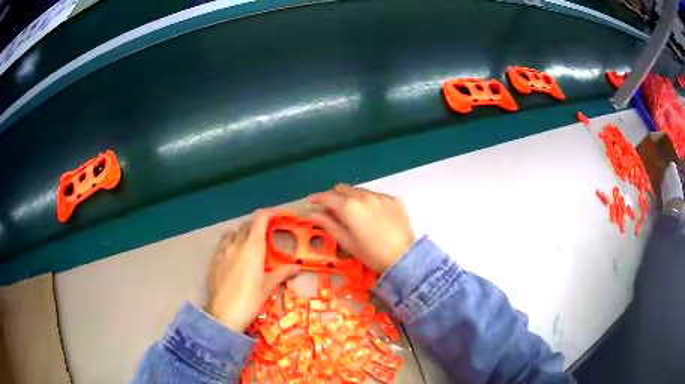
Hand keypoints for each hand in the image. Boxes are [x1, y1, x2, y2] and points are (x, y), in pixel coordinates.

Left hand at [206, 210, 299, 331]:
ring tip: (248, 242)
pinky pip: (222, 244)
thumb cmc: (250, 300)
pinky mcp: (213, 260)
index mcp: (252, 247)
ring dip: (241, 232)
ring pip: (232, 233)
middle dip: (256, 224)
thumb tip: (298, 268)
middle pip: (246, 225)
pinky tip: (233, 255)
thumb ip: (282, 273)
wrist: (223, 314)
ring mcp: (222, 251)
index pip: (260, 220)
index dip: (269, 214)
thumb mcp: (268, 287)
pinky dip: (230, 242)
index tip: (277, 215)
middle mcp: (236, 244)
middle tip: (266, 233)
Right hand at [308, 184, 414, 272]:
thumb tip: (312, 215)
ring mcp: (381, 196)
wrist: (404, 257)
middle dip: (334, 196)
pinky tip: (372, 215)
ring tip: (353, 212)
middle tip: (331, 209)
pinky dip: (369, 202)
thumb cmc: (371, 254)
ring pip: (360, 191)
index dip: (317, 199)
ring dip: (352, 198)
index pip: (328, 198)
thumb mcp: (347, 242)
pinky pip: (376, 196)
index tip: (311, 202)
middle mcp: (364, 196)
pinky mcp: (394, 199)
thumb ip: (328, 225)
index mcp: (350, 207)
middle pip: (343, 189)